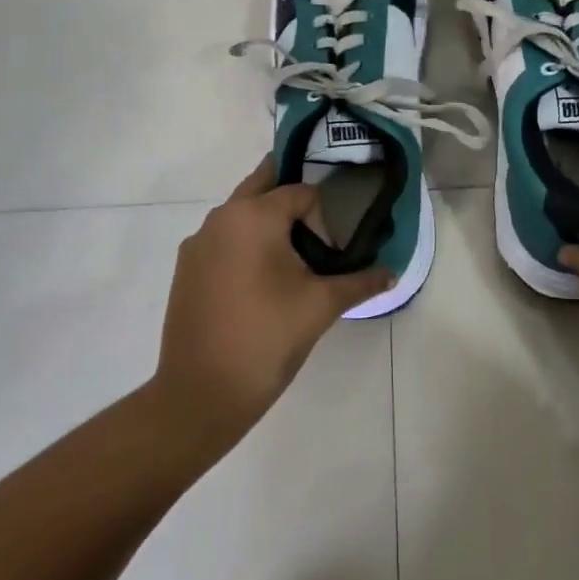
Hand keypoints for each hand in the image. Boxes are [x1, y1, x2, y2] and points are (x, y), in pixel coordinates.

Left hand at [152, 160, 392, 446]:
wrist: (199, 395)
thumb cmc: (266, 339)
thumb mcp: (320, 306)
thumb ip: (359, 282)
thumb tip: (392, 272)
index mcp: (254, 216)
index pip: (301, 192)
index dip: (324, 216)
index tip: (334, 249)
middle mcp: (222, 217)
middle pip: (263, 184)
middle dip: (291, 193)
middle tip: (318, 219)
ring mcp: (198, 242)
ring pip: (240, 211)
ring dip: (266, 218)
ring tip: (293, 252)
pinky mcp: (186, 267)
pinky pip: (223, 237)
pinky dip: (244, 241)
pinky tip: (260, 278)